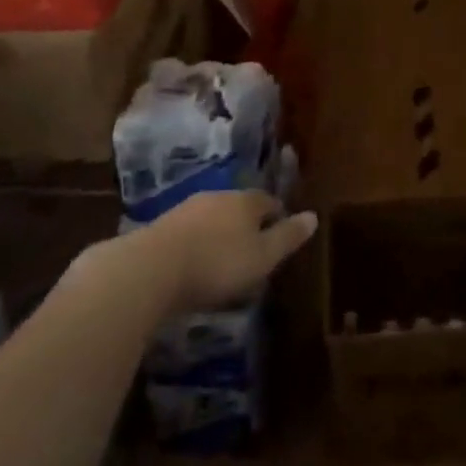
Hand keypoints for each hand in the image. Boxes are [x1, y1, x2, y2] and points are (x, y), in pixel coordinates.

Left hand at [142, 190, 317, 313]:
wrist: (152, 268)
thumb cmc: (218, 264)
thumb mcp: (262, 257)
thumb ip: (288, 237)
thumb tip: (314, 216)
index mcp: (247, 201)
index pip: (270, 202)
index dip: (278, 218)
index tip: (281, 239)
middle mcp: (219, 196)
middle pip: (241, 207)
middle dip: (248, 226)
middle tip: (253, 253)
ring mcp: (188, 208)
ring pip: (214, 218)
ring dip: (221, 235)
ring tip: (223, 261)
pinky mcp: (162, 226)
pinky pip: (190, 232)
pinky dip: (197, 244)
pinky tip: (194, 264)